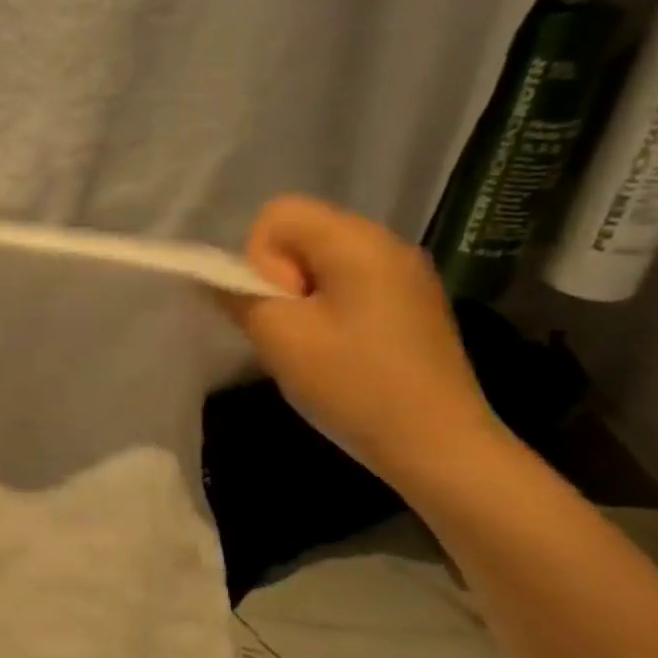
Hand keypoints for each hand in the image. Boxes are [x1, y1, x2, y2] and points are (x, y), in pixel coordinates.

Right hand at [219, 195, 499, 483]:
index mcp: (357, 241)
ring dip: (301, 297)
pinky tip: (341, 352)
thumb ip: (240, 297)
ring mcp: (404, 273)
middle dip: (279, 278)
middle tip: (293, 330)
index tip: (281, 307)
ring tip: (313, 345)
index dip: (260, 257)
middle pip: (301, 233)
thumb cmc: (355, 384)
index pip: (278, 213)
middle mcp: (386, 243)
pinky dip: (328, 309)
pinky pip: (348, 284)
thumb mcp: (281, 338)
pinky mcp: (411, 303)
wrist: (439, 444)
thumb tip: (218, 279)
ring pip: (321, 262)